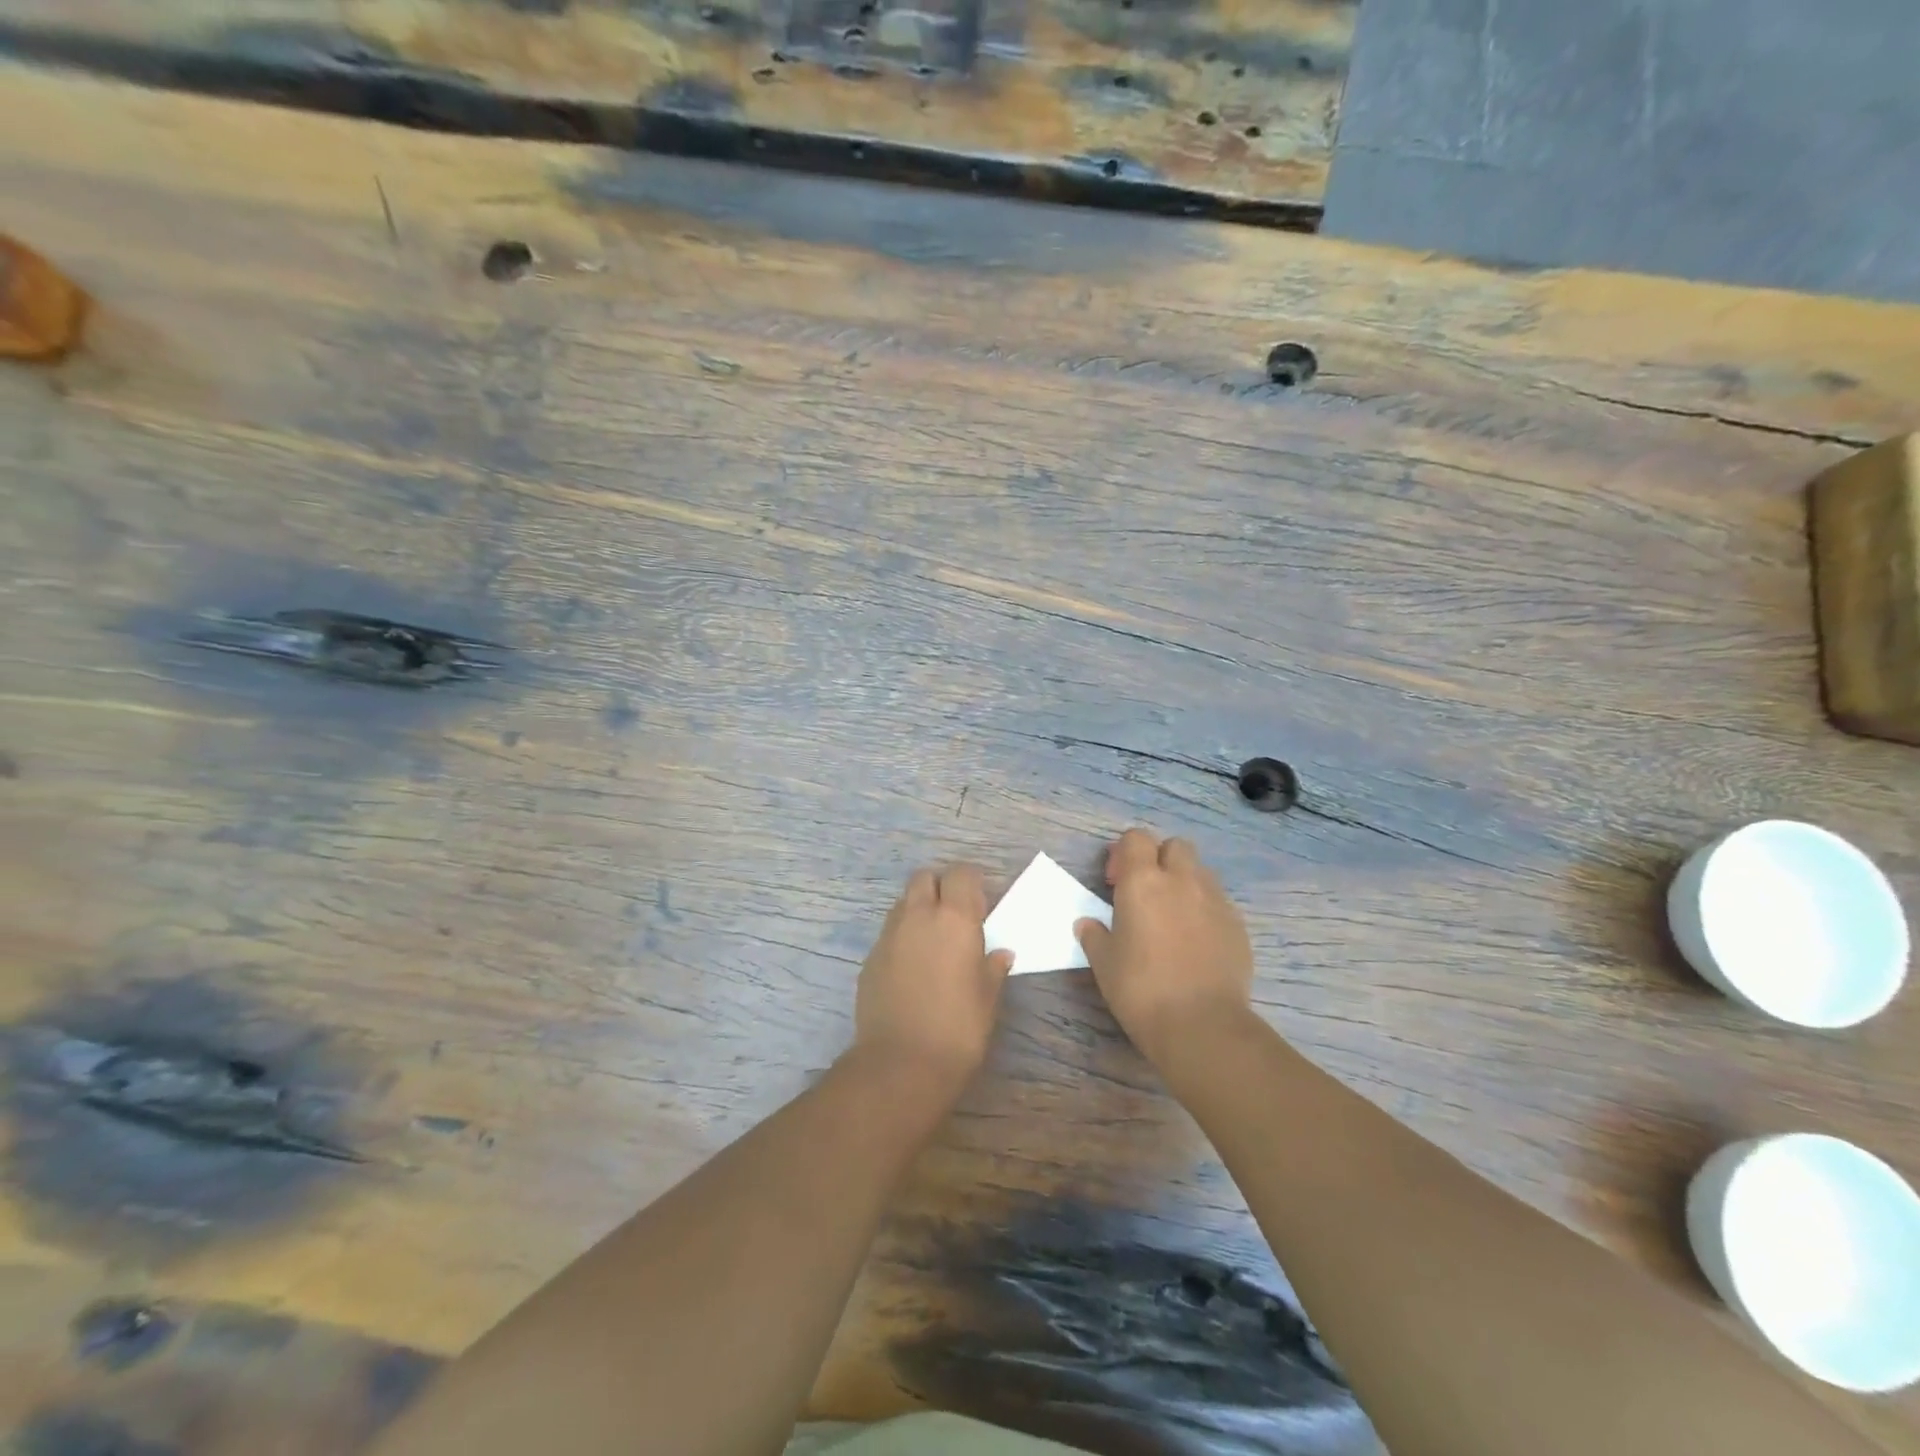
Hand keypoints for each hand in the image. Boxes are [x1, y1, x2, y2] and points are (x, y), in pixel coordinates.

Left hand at [853, 864, 1013, 1091]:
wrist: (902, 1063)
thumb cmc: (958, 1028)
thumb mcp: (988, 997)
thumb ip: (993, 967)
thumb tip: (1000, 953)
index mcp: (954, 918)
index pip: (961, 873)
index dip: (971, 882)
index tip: (980, 904)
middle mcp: (918, 915)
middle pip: (925, 877)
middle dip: (940, 887)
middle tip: (955, 915)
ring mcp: (889, 935)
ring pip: (903, 903)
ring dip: (919, 909)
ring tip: (933, 941)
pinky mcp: (870, 957)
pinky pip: (889, 933)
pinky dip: (903, 937)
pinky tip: (913, 967)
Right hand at [1075, 828, 1254, 1065]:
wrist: (1202, 1025)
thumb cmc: (1141, 989)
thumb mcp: (1104, 963)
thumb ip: (1094, 936)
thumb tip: (1087, 924)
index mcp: (1143, 882)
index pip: (1136, 838)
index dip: (1124, 853)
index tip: (1115, 882)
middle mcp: (1182, 880)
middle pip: (1175, 846)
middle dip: (1159, 859)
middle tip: (1145, 892)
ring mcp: (1215, 901)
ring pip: (1200, 872)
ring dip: (1184, 882)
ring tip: (1172, 916)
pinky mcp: (1237, 925)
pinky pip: (1218, 902)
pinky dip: (1204, 909)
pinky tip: (1194, 941)